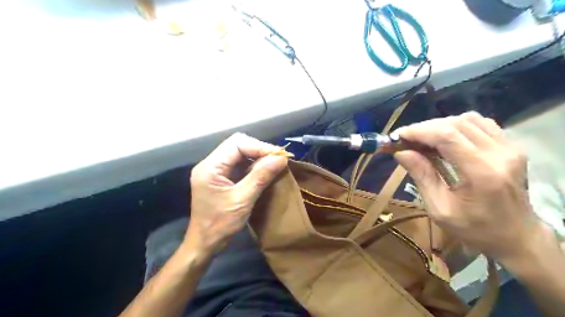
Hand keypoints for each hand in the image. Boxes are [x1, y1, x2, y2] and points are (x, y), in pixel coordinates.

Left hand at [187, 132, 286, 253]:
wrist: (205, 243)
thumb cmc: (220, 224)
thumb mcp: (242, 200)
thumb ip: (261, 177)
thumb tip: (281, 158)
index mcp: (210, 167)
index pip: (237, 144)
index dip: (259, 147)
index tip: (279, 155)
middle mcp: (211, 164)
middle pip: (238, 145)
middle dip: (260, 150)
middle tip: (278, 159)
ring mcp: (216, 170)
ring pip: (240, 153)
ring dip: (258, 157)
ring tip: (275, 164)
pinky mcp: (222, 177)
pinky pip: (240, 164)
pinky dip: (254, 165)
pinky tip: (265, 171)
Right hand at [394, 112, 539, 260]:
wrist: (517, 237)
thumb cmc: (475, 229)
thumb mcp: (440, 209)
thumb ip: (422, 176)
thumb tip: (401, 152)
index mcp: (481, 173)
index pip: (447, 136)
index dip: (419, 131)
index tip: (398, 136)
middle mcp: (499, 154)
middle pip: (456, 124)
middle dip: (425, 128)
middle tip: (406, 139)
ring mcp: (510, 148)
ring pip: (468, 119)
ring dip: (440, 125)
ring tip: (424, 139)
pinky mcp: (512, 147)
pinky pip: (481, 124)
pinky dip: (458, 125)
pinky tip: (446, 138)